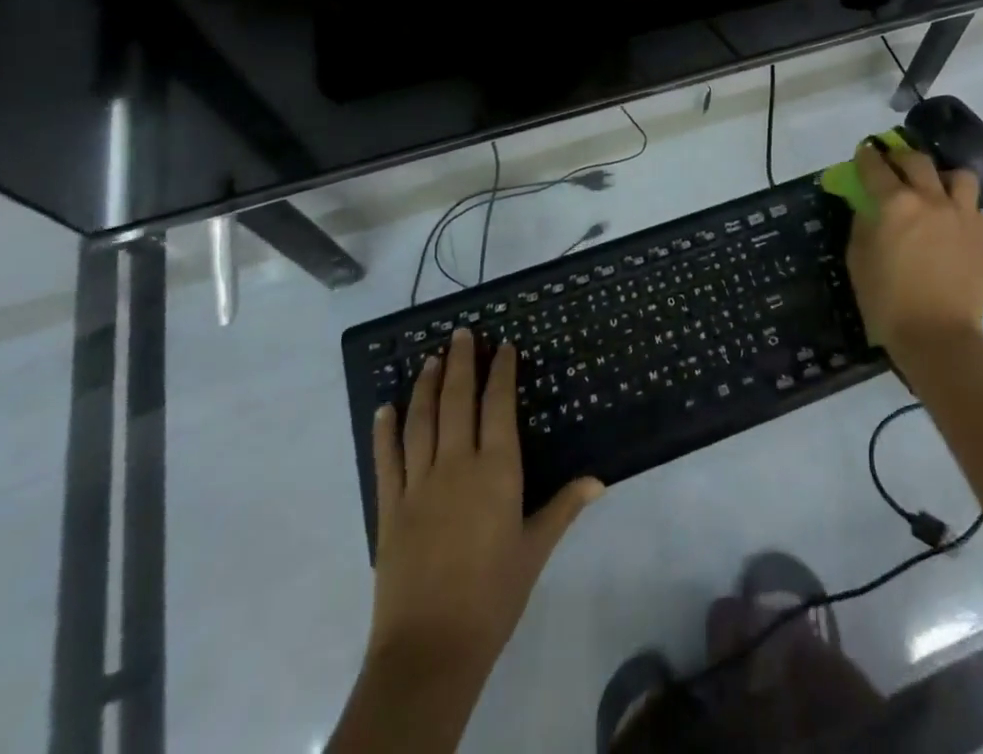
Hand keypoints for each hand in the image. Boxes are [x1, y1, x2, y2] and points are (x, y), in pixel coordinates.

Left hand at [368, 328, 602, 673]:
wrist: (431, 649)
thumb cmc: (493, 595)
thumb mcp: (535, 549)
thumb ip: (564, 507)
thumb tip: (598, 479)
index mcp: (496, 470)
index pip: (498, 405)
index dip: (500, 371)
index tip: (502, 346)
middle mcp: (456, 464)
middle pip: (456, 400)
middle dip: (459, 363)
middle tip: (461, 333)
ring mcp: (418, 484)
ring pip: (420, 421)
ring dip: (425, 385)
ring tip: (430, 358)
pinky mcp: (390, 508)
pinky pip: (386, 460)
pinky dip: (385, 431)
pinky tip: (386, 408)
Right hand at [846, 139, 982, 362]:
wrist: (938, 336)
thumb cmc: (888, 302)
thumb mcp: (858, 261)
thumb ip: (861, 224)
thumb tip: (867, 206)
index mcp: (894, 203)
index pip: (876, 167)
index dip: (867, 156)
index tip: (864, 152)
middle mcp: (930, 199)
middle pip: (916, 160)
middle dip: (900, 156)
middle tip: (893, 164)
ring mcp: (961, 214)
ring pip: (958, 174)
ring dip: (942, 175)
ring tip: (934, 187)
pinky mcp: (982, 234)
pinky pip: (974, 206)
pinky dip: (962, 206)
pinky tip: (952, 220)